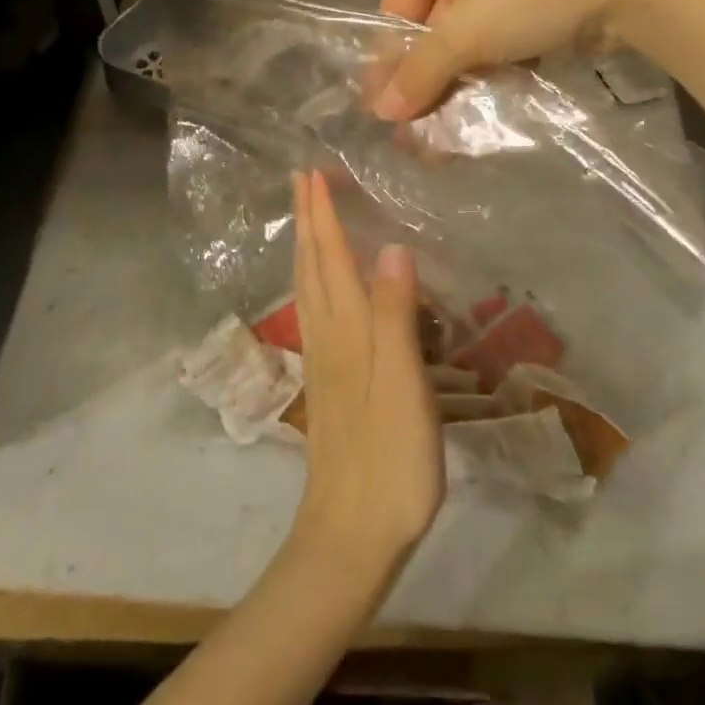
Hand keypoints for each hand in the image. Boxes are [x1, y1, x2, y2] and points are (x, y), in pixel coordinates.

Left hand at [289, 170, 442, 568]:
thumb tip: (391, 246)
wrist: (350, 532)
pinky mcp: (327, 384)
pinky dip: (312, 282)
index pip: (330, 256)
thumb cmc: (388, 456)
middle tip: (301, 180)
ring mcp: (323, 361)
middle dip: (306, 219)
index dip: (321, 213)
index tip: (311, 172)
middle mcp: (328, 335)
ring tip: (305, 219)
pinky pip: (314, 312)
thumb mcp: (403, 382)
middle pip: (311, 265)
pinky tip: (317, 288)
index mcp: (348, 328)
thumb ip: (396, 314)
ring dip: (305, 246)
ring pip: (307, 288)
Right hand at [373, 0, 674, 118]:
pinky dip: (496, 67)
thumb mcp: (466, 34)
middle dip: (430, 79)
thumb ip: (420, 73)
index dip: (391, 63)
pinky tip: (491, 106)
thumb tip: (380, 112)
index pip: (397, 8)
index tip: (389, 112)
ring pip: (471, 33)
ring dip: (463, 82)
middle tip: (421, 132)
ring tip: (454, 131)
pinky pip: (503, 32)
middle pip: (434, 24)